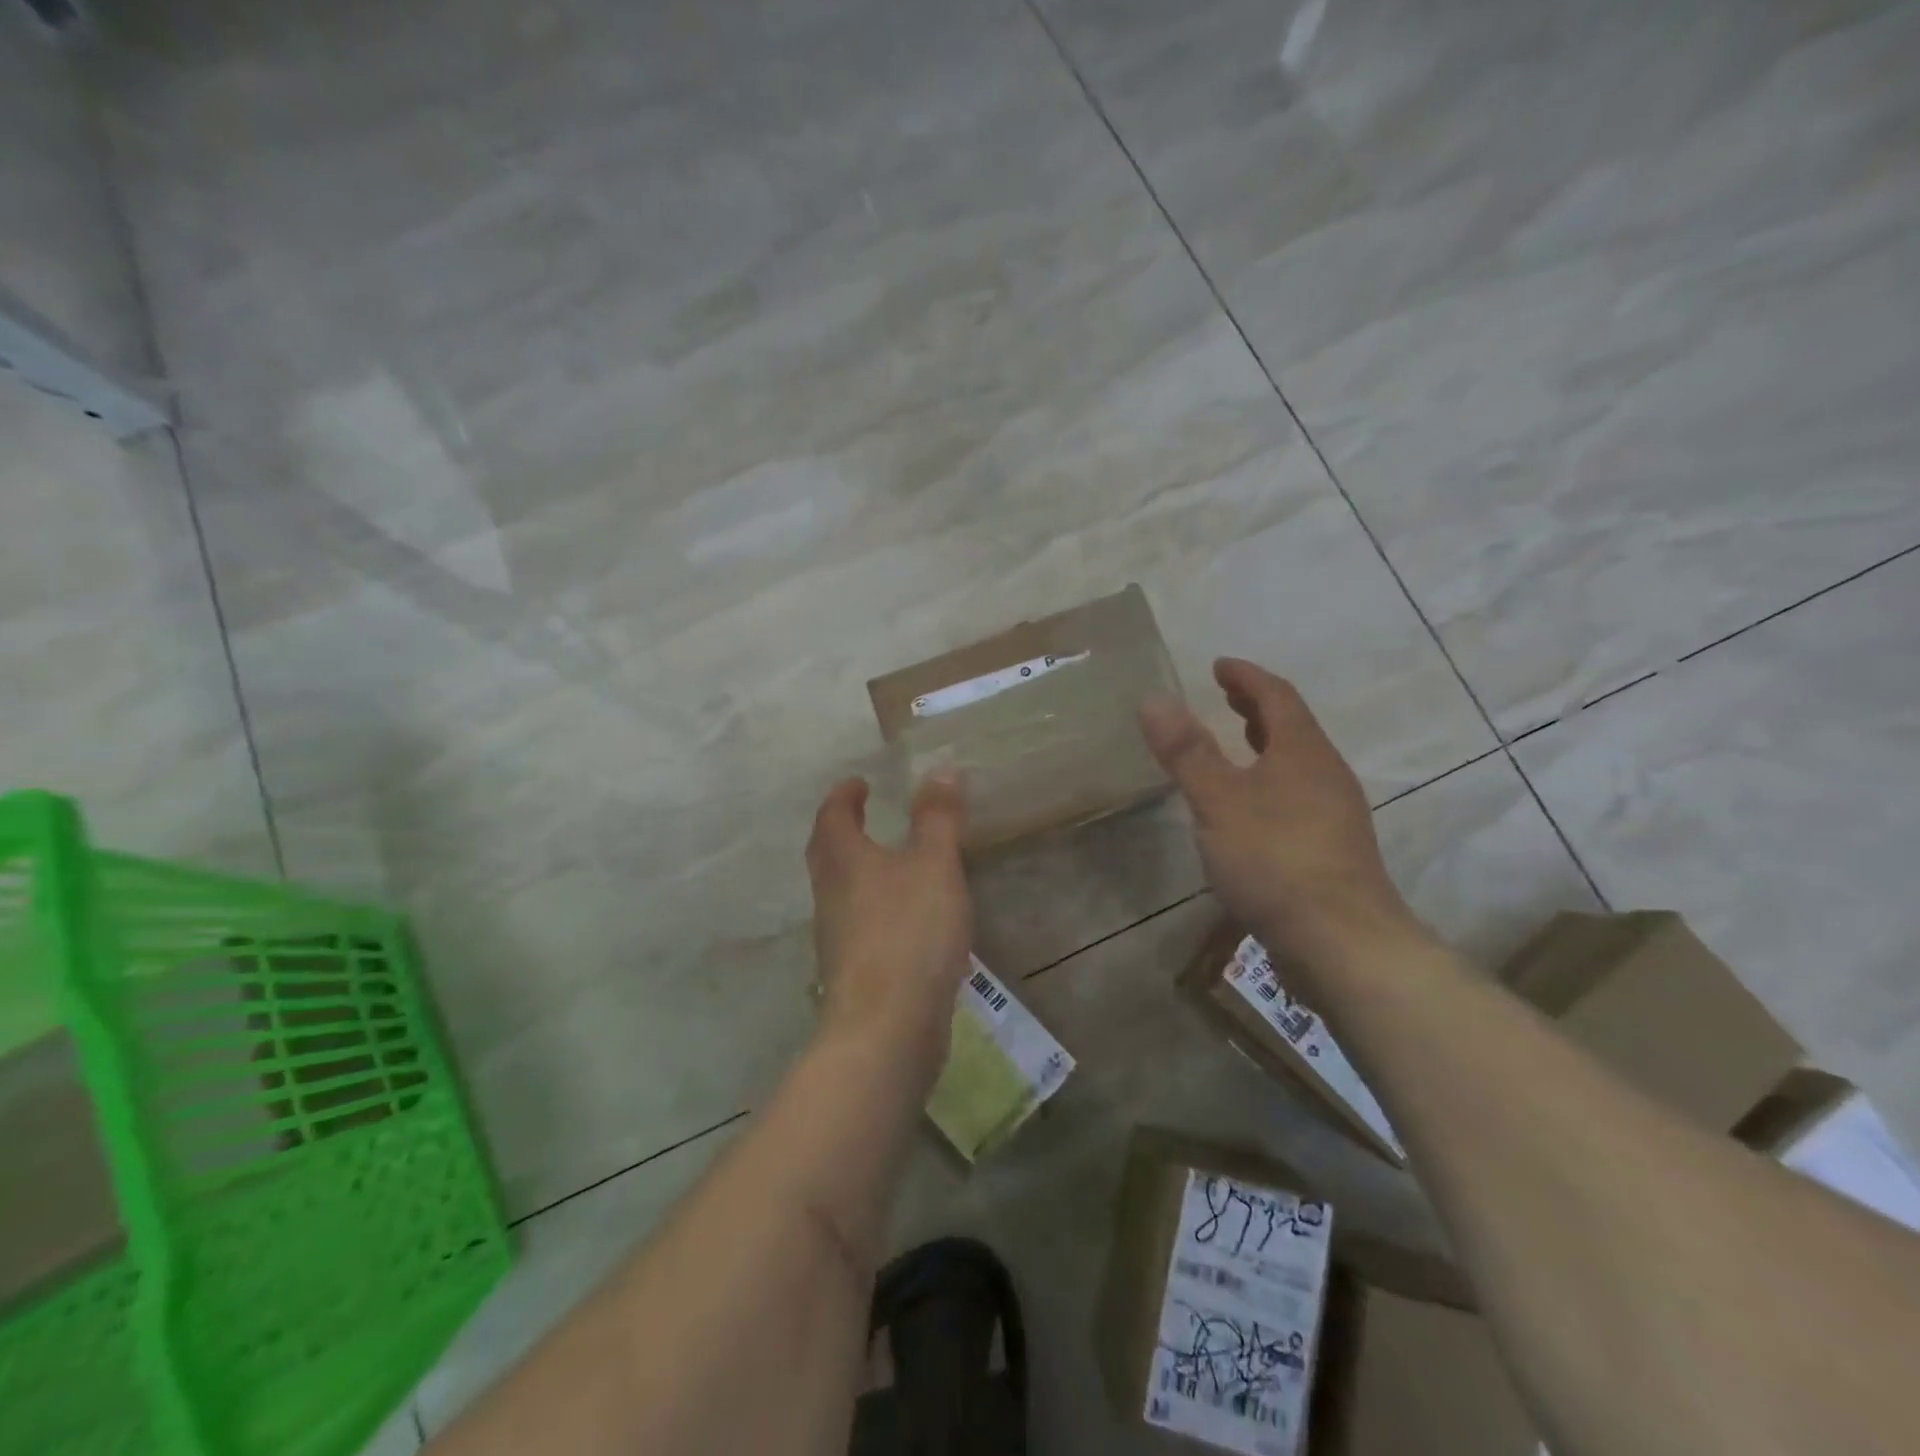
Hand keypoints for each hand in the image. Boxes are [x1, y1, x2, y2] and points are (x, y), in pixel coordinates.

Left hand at [806, 770, 971, 1066]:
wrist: (886, 1028)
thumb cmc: (908, 932)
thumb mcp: (934, 865)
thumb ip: (938, 818)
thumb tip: (940, 769)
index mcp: (844, 861)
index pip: (832, 816)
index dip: (844, 796)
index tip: (858, 782)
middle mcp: (830, 895)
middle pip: (826, 853)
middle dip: (841, 830)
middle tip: (862, 815)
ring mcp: (836, 936)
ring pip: (840, 890)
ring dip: (857, 869)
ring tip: (890, 862)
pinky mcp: (852, 971)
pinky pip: (858, 924)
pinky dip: (874, 907)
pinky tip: (904, 919)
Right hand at [1139, 658, 1424, 985]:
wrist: (1342, 942)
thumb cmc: (1275, 859)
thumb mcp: (1218, 801)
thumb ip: (1186, 752)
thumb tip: (1155, 699)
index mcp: (1302, 751)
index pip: (1276, 696)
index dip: (1246, 677)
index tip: (1219, 665)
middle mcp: (1325, 774)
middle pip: (1291, 727)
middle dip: (1256, 707)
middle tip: (1225, 696)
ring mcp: (1335, 813)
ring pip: (1296, 763)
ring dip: (1264, 745)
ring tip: (1236, 745)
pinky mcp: (1332, 849)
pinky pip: (1297, 794)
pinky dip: (1269, 780)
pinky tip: (1250, 808)